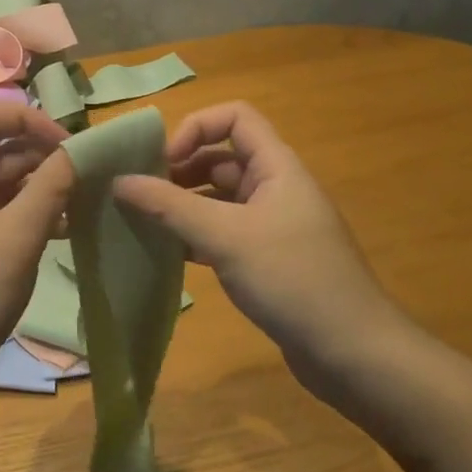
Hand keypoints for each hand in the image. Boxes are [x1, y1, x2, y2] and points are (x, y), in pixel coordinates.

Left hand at [0, 101, 74, 425]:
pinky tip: (68, 230)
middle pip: (0, 148)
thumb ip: (48, 190)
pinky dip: (36, 215)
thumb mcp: (14, 241)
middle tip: (90, 176)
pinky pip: (7, 215)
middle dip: (45, 154)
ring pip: (8, 183)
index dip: (26, 117)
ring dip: (46, 187)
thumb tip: (79, 150)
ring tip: (87, 203)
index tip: (66, 145)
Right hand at [114, 102, 407, 401]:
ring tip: (144, 223)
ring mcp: (273, 226)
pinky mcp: (268, 260)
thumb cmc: (292, 280)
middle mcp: (276, 188)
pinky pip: (224, 233)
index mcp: (277, 167)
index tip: (163, 162)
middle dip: (180, 169)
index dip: (196, 127)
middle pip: (222, 158)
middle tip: (140, 195)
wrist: (353, 354)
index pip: (235, 117)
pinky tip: (168, 254)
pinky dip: (196, 236)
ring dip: (183, 205)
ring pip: (219, 199)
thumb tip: (118, 180)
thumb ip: (170, 206)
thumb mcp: (226, 237)